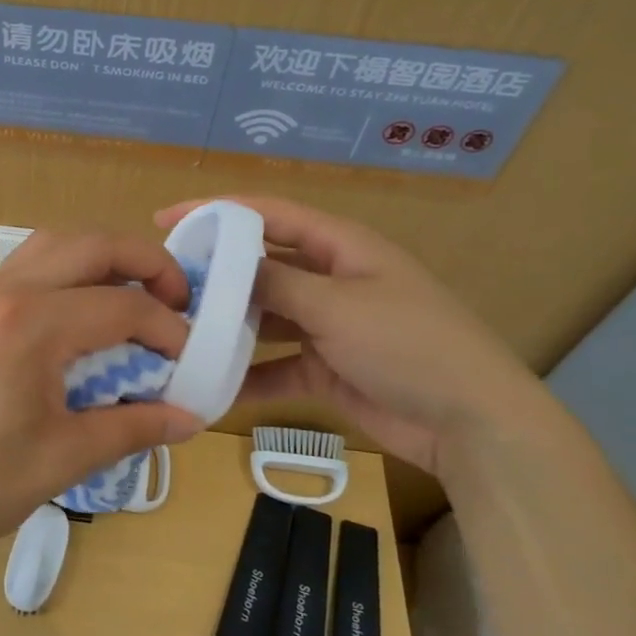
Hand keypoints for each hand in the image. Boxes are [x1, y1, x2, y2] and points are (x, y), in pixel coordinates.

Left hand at [0, 230, 206, 579]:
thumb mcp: (64, 459)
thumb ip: (133, 428)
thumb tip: (189, 417)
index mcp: (29, 325)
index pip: (120, 305)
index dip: (166, 328)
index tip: (189, 358)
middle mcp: (1, 291)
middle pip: (90, 244)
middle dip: (145, 262)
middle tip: (178, 298)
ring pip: (54, 244)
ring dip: (102, 258)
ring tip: (134, 295)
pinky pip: (27, 266)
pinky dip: (67, 272)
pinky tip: (81, 314)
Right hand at [156, 196, 551, 477]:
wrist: (471, 423)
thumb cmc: (408, 344)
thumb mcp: (337, 305)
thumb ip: (276, 283)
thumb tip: (225, 266)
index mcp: (340, 246)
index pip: (267, 215)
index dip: (216, 212)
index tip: (165, 220)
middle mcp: (330, 279)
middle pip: (260, 267)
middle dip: (215, 276)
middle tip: (164, 287)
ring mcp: (327, 326)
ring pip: (264, 318)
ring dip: (228, 328)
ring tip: (176, 335)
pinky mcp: (325, 369)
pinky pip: (276, 366)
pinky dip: (248, 377)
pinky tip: (210, 387)